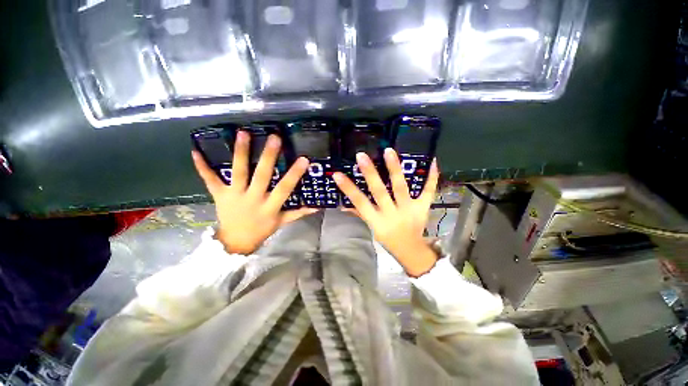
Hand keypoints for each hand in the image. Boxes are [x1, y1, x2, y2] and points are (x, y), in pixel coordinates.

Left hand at [192, 131, 316, 254]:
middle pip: (261, 176)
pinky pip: (210, 180)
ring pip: (238, 172)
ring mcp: (234, 195)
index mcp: (269, 207)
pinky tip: (195, 151)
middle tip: (274, 138)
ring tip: (244, 133)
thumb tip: (317, 206)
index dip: (294, 174)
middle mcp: (253, 199)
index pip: (284, 189)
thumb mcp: (282, 222)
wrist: (235, 243)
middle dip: (268, 156)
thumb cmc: (261, 231)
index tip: (304, 159)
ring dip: (240, 153)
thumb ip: (299, 213)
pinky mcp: (219, 195)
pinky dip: (202, 167)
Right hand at [333, 149, 438, 276]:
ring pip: (401, 188)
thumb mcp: (372, 228)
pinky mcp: (423, 208)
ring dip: (395, 169)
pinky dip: (431, 177)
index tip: (338, 174)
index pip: (360, 203)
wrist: (411, 251)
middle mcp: (391, 214)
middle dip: (370, 173)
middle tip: (362, 156)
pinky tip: (432, 161)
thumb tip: (343, 205)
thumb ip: (360, 214)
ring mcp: (409, 210)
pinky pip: (428, 192)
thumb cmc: (388, 240)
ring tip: (389, 152)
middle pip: (379, 192)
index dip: (348, 189)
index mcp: (377, 221)